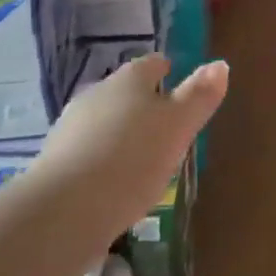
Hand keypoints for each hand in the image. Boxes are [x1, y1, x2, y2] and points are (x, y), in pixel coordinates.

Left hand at [33, 55, 226, 245]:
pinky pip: (86, 152)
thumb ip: (199, 96)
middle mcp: (97, 94)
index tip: (178, 83)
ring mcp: (70, 127)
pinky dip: (102, 161)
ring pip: (103, 121)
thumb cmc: (132, 159)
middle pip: (125, 92)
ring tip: (141, 158)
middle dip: (143, 105)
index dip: (167, 70)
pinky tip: (113, 184)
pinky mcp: (54, 163)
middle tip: (166, 126)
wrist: (63, 211)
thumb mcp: (178, 127)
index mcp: (129, 79)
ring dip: (120, 134)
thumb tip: (220, 64)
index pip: (151, 64)